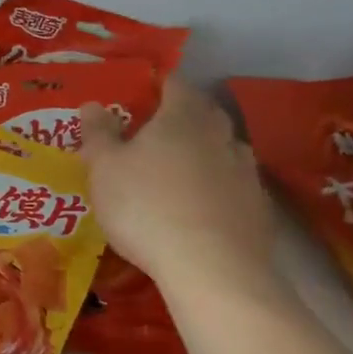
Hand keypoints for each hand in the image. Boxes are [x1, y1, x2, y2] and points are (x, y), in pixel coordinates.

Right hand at [79, 78, 275, 294]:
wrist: (212, 269)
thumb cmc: (147, 206)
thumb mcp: (104, 168)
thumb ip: (98, 133)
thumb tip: (93, 105)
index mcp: (183, 117)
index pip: (175, 84)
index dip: (157, 85)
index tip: (139, 95)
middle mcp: (220, 135)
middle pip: (203, 113)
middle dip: (181, 117)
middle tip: (153, 132)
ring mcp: (246, 172)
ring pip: (222, 149)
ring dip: (202, 152)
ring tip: (176, 171)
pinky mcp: (259, 208)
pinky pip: (234, 185)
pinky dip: (217, 188)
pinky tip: (199, 208)